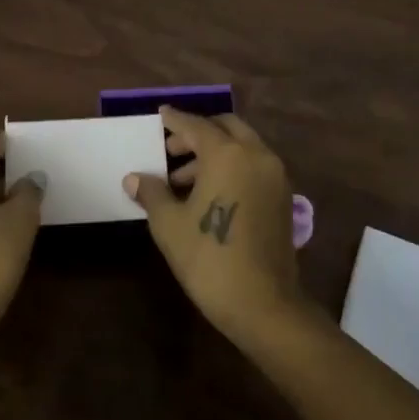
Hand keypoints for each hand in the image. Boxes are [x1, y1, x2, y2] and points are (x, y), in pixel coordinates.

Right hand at [124, 107, 301, 342]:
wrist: (264, 305)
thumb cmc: (209, 259)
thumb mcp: (170, 225)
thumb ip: (153, 193)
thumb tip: (134, 178)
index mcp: (227, 154)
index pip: (196, 125)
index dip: (175, 120)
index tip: (161, 114)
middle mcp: (256, 155)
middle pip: (225, 128)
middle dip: (198, 134)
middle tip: (171, 151)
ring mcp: (274, 176)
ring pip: (242, 146)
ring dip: (214, 152)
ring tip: (183, 181)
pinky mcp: (283, 197)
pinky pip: (254, 165)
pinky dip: (233, 166)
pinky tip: (210, 194)